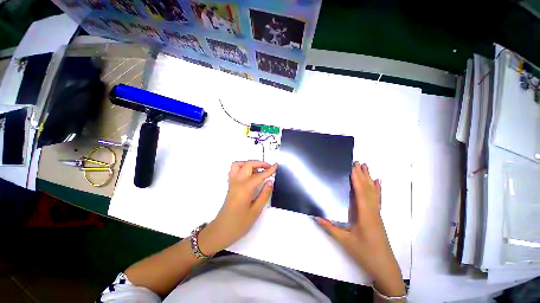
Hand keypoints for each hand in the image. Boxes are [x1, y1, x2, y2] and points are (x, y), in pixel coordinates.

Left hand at [198, 161, 276, 255]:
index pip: (259, 175)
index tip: (276, 165)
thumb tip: (270, 181)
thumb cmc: (239, 224)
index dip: (269, 170)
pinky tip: (250, 175)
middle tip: (269, 167)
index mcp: (245, 189)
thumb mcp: (256, 211)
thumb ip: (264, 194)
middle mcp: (237, 182)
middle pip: (248, 165)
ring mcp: (232, 183)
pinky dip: (243, 167)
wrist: (221, 231)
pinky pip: (235, 170)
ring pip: (239, 164)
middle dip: (259, 163)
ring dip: (249, 163)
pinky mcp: (230, 185)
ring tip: (259, 169)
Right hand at [315, 162, 405, 296]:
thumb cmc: (365, 253)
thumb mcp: (345, 241)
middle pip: (368, 189)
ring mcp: (376, 213)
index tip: (353, 167)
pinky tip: (378, 182)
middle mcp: (372, 211)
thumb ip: (330, 227)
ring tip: (366, 167)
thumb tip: (316, 215)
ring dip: (369, 179)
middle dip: (362, 174)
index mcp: (365, 214)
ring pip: (374, 192)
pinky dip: (378, 189)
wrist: (384, 267)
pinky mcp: (377, 217)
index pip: (360, 192)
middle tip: (358, 162)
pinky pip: (378, 199)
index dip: (356, 178)